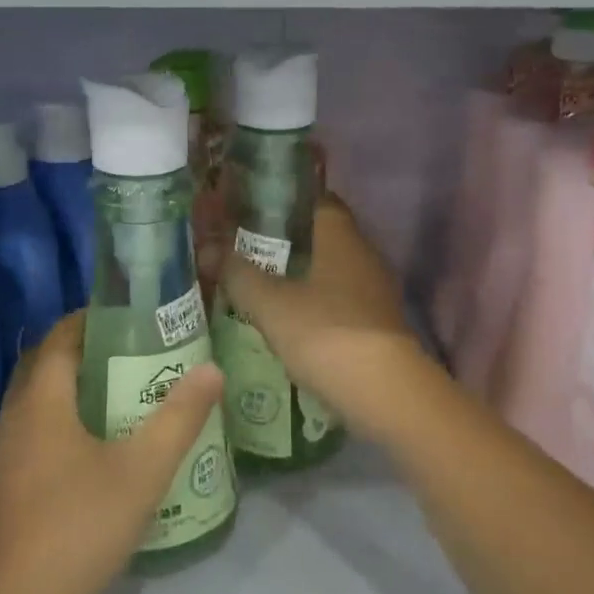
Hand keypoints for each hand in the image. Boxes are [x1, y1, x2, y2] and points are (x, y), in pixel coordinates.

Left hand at [0, 312, 223, 593]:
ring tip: (119, 396)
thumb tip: (212, 369)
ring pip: (36, 402)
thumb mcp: (141, 472)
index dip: (92, 319)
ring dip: (71, 389)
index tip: (131, 317)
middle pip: (44, 365)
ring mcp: (1, 455)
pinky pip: (31, 433)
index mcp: (41, 400)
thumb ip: (179, 417)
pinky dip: (60, 422)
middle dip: (84, 351)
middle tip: (131, 354)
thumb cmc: (77, 528)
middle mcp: (14, 418)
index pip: (61, 337)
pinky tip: (92, 452)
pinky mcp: (1, 488)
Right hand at [220, 196, 437, 442]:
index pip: (317, 200)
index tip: (254, 212)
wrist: (386, 394)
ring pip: (332, 271)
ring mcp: (376, 291)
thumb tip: (208, 249)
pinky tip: (292, 323)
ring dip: (302, 277)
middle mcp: (364, 255)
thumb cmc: (325, 333)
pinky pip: (342, 301)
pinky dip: (317, 305)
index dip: (286, 202)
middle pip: (323, 236)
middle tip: (248, 251)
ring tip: (263, 287)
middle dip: (288, 242)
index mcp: (341, 236)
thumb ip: (238, 273)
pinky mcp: (379, 324)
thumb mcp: (270, 304)